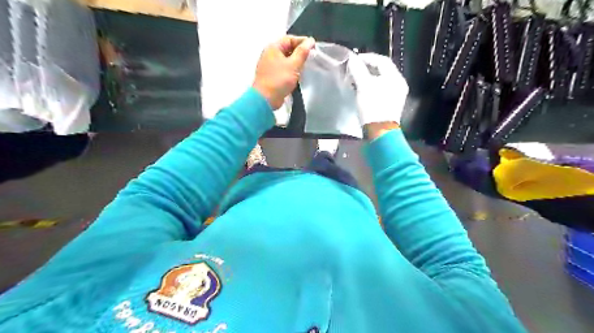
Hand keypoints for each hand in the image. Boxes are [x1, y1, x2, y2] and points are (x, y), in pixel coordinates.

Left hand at [252, 35, 314, 108]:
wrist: (265, 99)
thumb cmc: (279, 80)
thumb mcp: (293, 65)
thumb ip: (302, 52)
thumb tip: (310, 41)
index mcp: (273, 48)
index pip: (290, 39)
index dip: (302, 41)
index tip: (314, 47)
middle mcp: (269, 54)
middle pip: (287, 49)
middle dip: (299, 52)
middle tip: (311, 57)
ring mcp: (269, 66)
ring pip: (286, 60)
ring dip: (296, 62)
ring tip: (306, 66)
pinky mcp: (271, 76)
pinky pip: (283, 69)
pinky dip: (291, 70)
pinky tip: (298, 75)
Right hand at [346, 53, 411, 126]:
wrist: (379, 132)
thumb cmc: (372, 107)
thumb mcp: (364, 86)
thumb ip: (358, 70)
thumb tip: (352, 58)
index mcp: (395, 78)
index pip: (382, 61)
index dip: (368, 58)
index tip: (354, 60)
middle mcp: (398, 84)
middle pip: (382, 71)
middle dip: (367, 68)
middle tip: (354, 69)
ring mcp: (396, 95)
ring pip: (381, 81)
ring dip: (368, 78)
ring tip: (355, 80)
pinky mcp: (390, 105)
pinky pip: (380, 90)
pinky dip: (371, 87)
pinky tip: (362, 91)